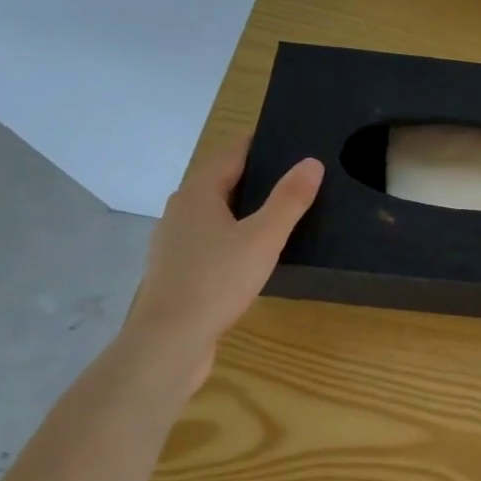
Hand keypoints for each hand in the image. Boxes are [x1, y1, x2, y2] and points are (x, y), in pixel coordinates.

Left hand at [125, 137, 323, 388]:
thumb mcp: (264, 237)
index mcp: (198, 193)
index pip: (232, 153)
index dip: (259, 143)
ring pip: (216, 213)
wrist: (169, 342)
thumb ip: (289, 199)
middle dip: (256, 175)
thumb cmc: (217, 280)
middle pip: (222, 181)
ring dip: (244, 208)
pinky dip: (234, 235)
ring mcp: (175, 242)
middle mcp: (180, 211)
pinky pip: (211, 240)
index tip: (289, 138)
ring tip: (282, 212)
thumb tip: (311, 162)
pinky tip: (255, 252)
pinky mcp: (178, 270)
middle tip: (296, 175)